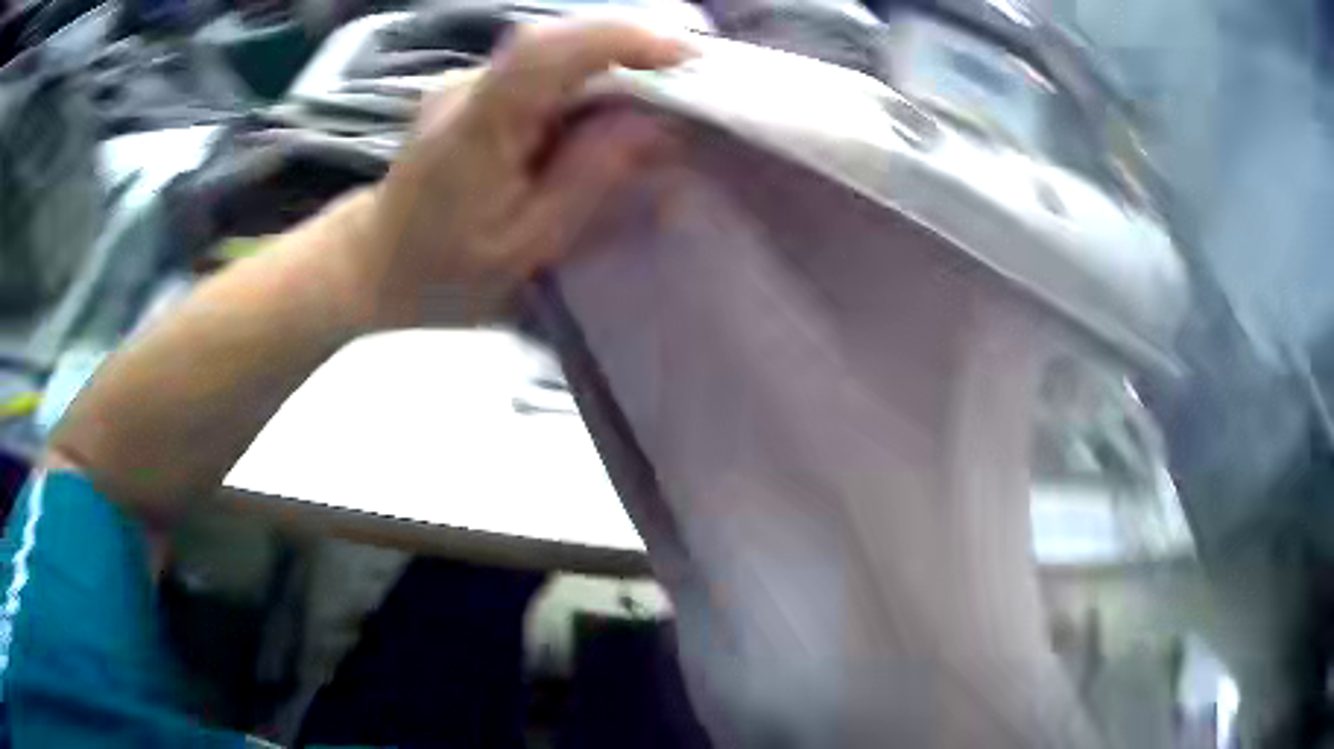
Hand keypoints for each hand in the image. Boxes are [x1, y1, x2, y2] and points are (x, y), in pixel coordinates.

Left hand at [350, 19, 691, 325]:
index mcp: (474, 130)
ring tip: (657, 97)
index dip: (618, 40)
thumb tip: (657, 128)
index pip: (543, 53)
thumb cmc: (442, 272)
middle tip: (686, 80)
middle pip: (554, 41)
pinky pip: (538, 72)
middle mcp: (465, 90)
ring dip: (610, 64)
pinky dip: (584, 79)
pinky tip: (605, 110)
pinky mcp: (471, 92)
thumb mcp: (524, 246)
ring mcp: (464, 85)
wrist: (373, 263)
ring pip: (550, 53)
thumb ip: (588, 181)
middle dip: (629, 50)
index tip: (684, 56)